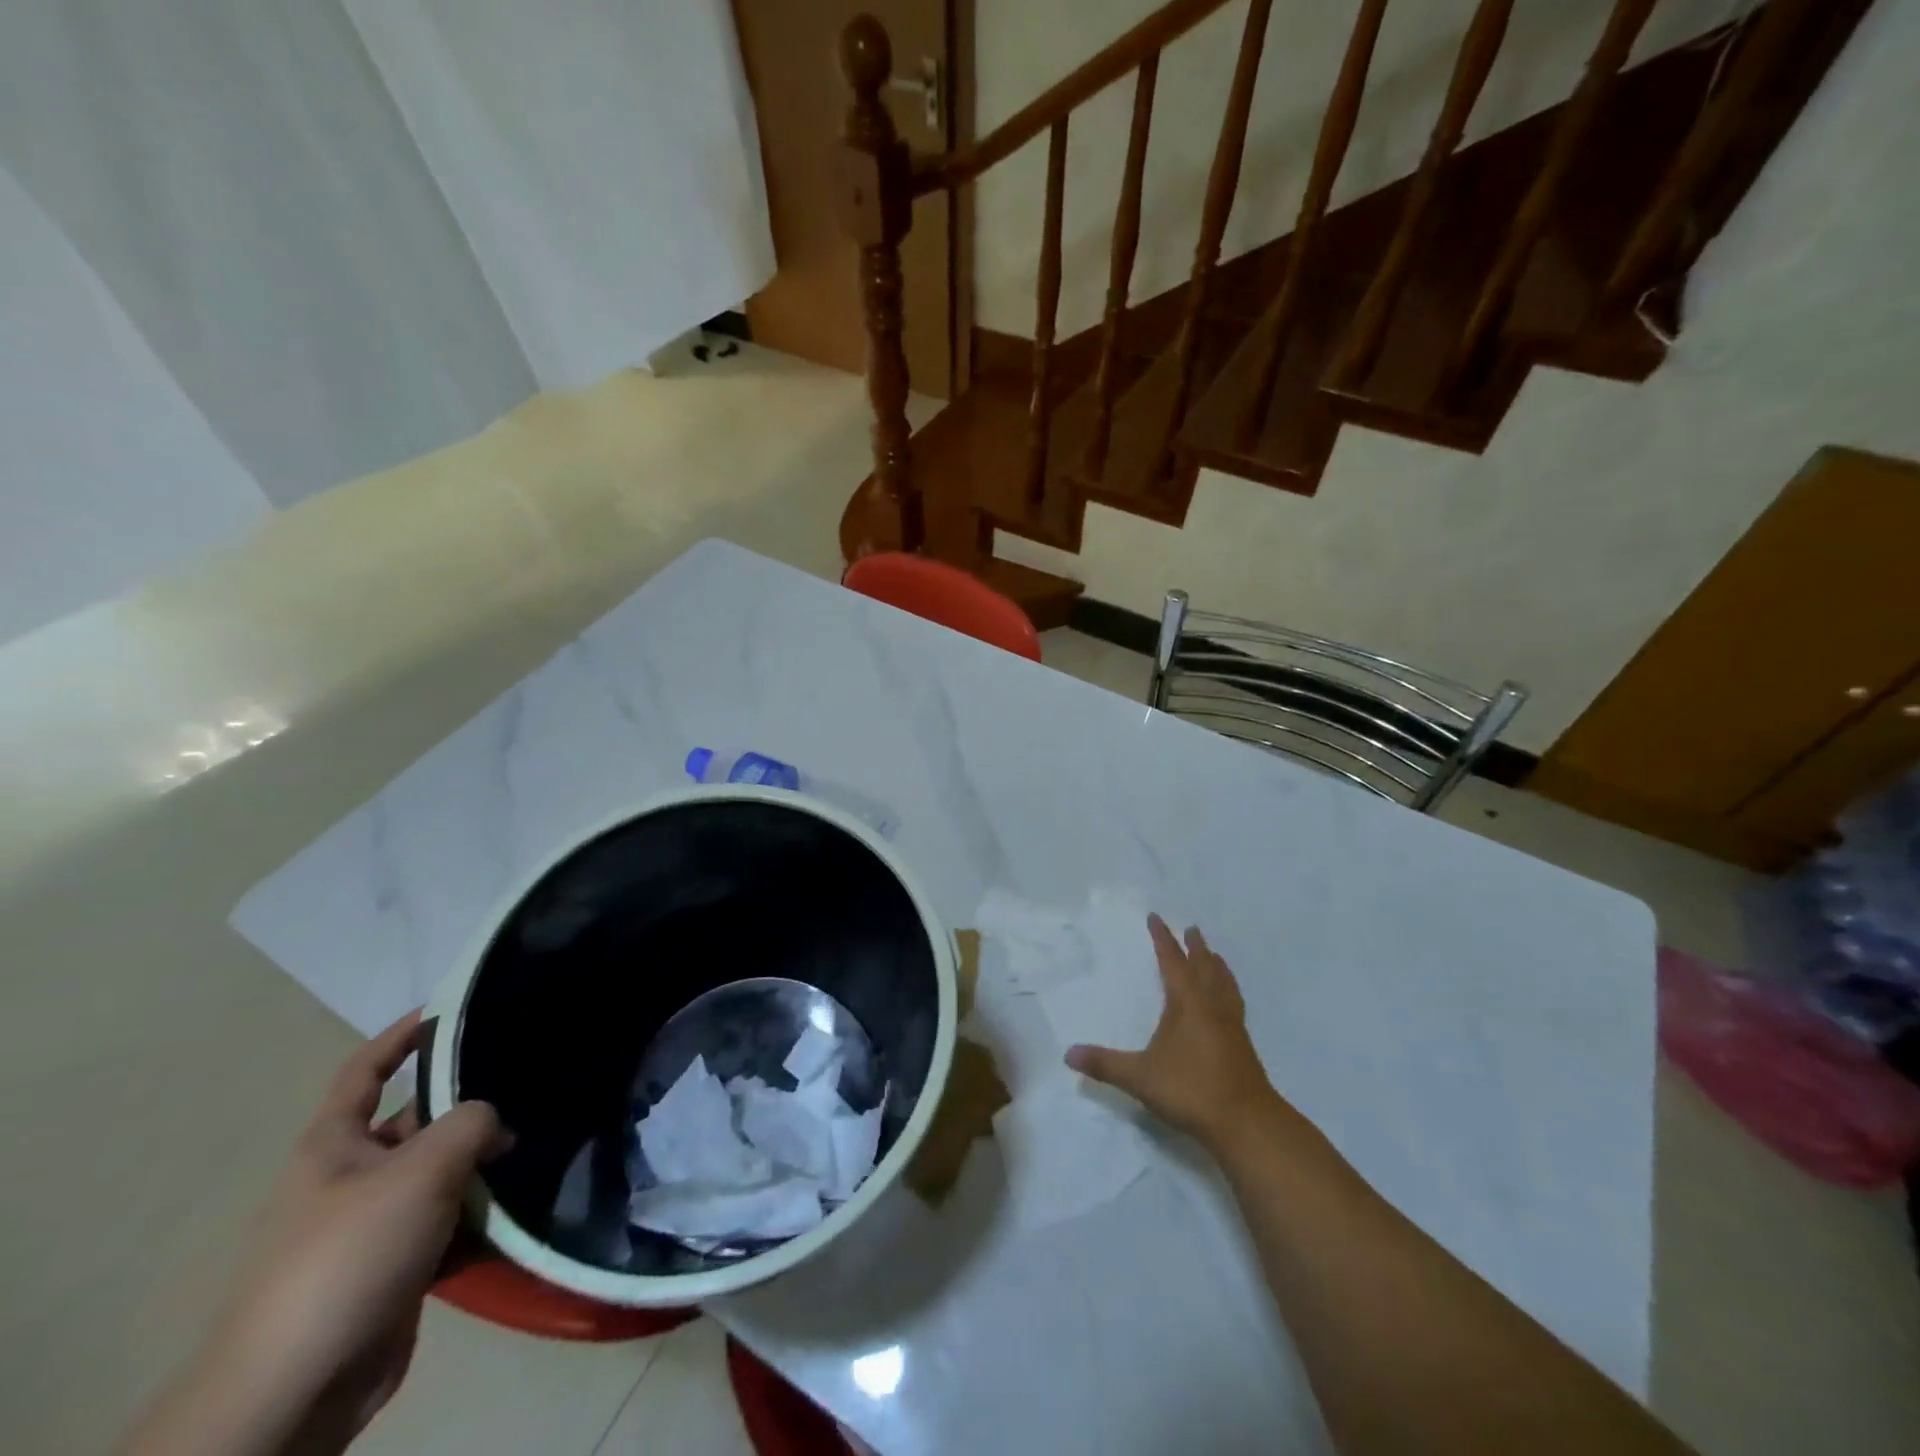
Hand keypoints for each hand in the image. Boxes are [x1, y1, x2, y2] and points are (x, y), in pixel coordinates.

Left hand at [125, 1011, 509, 1455]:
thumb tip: (497, 1123)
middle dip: (471, 1109)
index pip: (366, 1071)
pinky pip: (449, 1224)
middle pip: (419, 1122)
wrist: (296, 1389)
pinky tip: (522, 1209)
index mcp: (334, 1145)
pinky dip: (482, 1217)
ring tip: (541, 1145)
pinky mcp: (396, 1268)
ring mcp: (373, 1225)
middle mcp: (351, 1177)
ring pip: (442, 1175)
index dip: (400, 1036)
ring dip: (484, 1167)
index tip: (449, 1009)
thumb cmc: (349, 1255)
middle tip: (531, 1088)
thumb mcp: (420, 1170)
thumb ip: (471, 1123)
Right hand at [1066, 915, 1282, 1150]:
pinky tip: (1226, 1005)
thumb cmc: (1190, 1089)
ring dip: (1217, 967)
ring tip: (1215, 957)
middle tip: (1191, 929)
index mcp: (1187, 1003)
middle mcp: (1212, 1007)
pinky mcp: (1243, 1047)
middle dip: (1196, 947)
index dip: (1163, 939)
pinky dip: (1228, 992)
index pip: (1172, 961)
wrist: (1247, 1124)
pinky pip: (1234, 1005)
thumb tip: (1068, 1054)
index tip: (1156, 917)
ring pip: (1224, 985)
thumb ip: (1104, 1064)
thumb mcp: (1139, 1077)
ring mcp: (1231, 1026)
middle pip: (1204, 967)